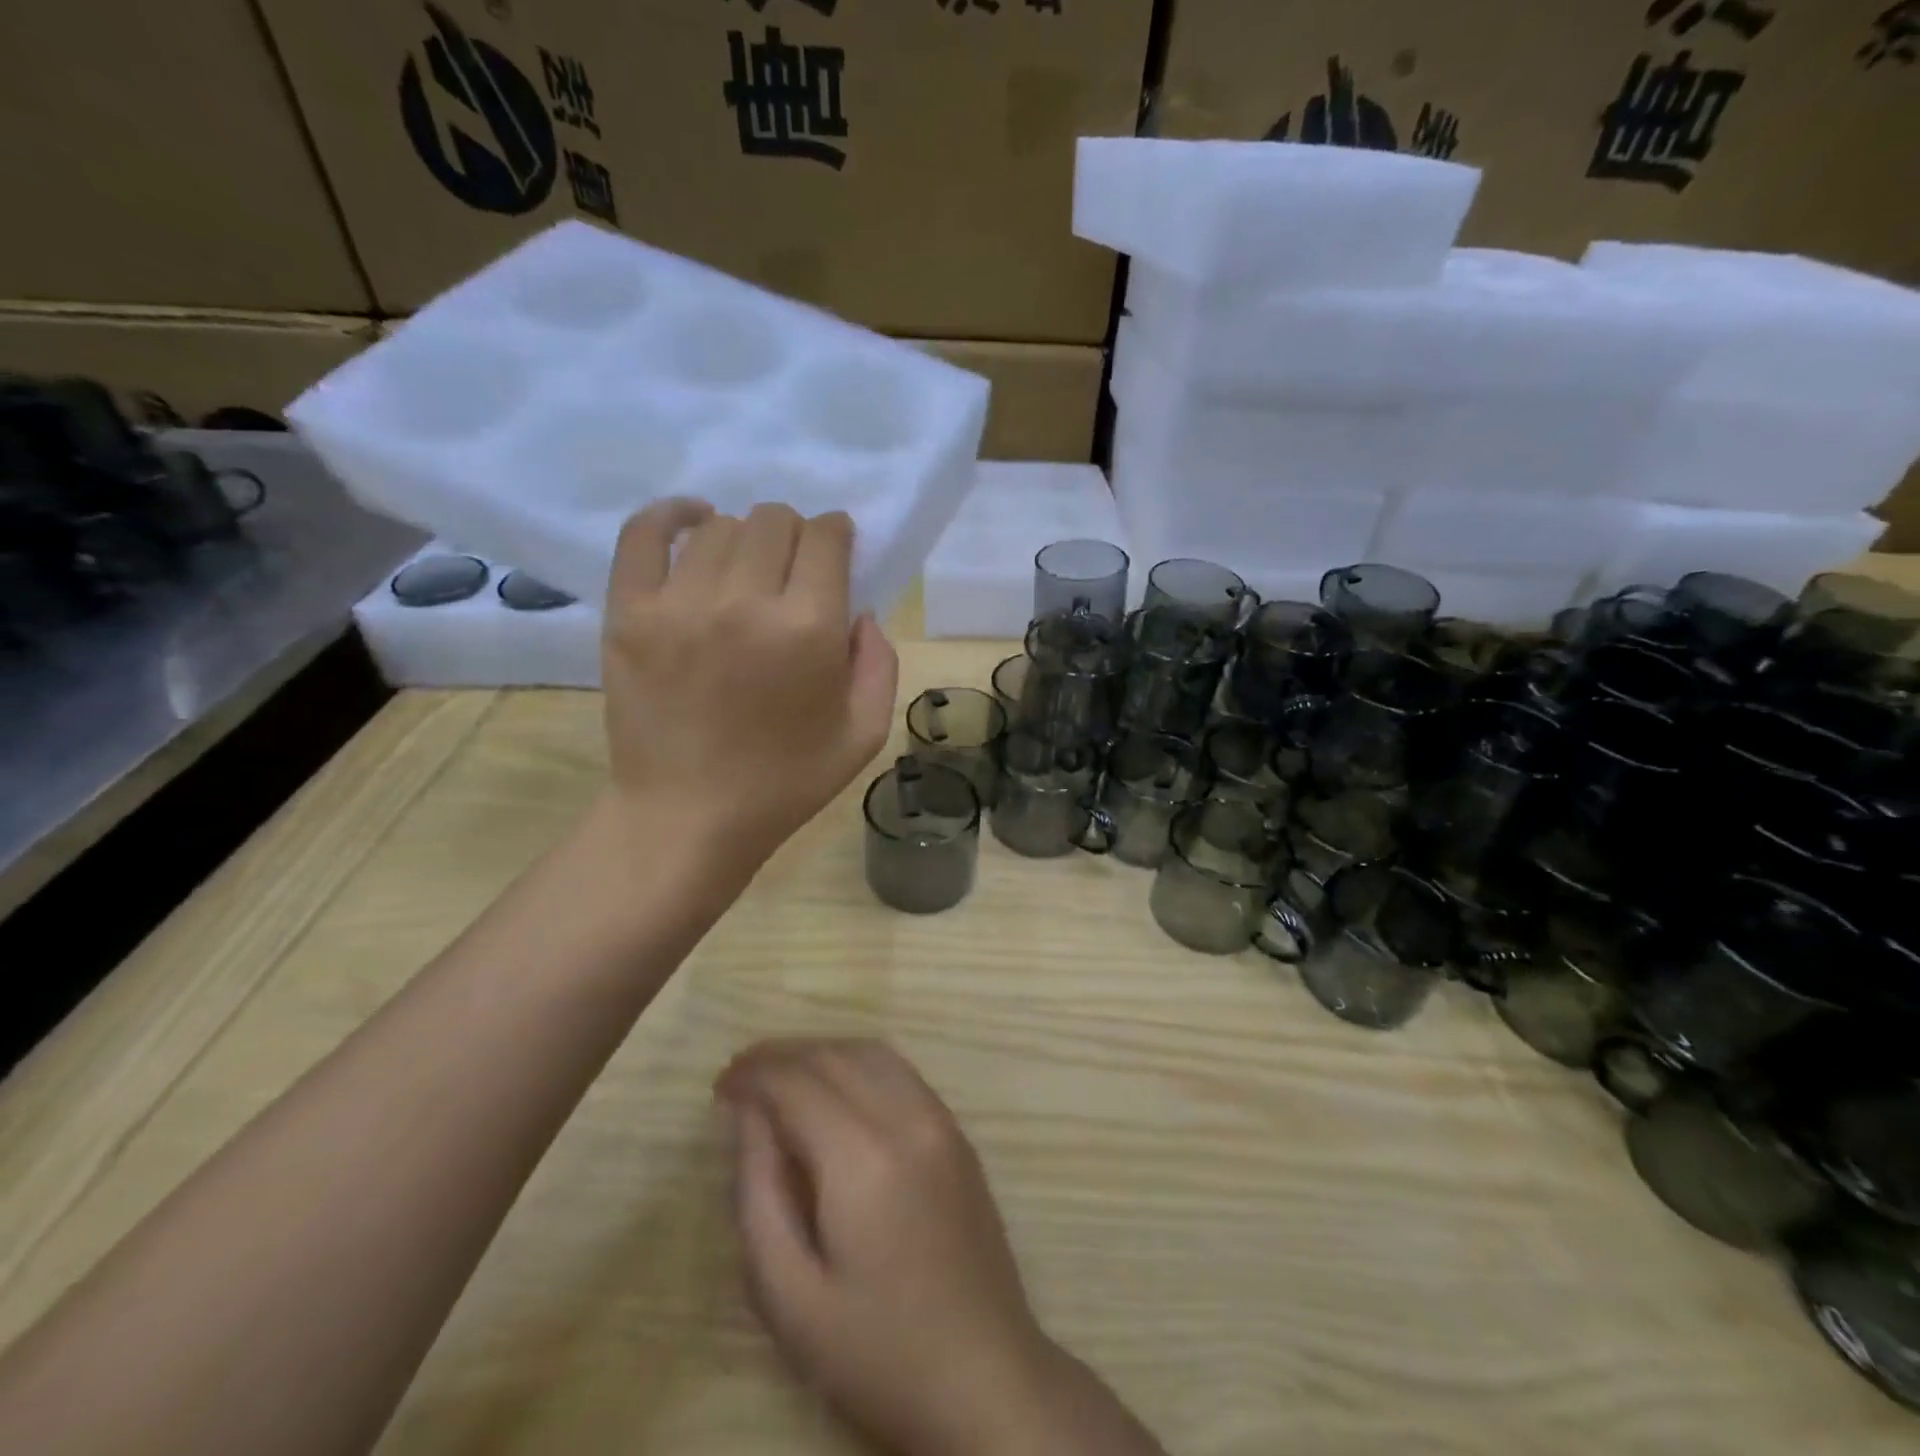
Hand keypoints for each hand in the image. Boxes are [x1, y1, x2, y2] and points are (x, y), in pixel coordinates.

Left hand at [601, 499, 897, 867]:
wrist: (688, 818)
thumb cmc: (785, 782)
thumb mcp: (864, 734)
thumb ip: (879, 662)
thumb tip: (858, 611)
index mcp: (808, 629)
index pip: (826, 538)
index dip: (838, 534)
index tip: (837, 551)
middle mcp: (745, 601)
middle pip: (774, 521)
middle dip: (796, 535)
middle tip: (793, 572)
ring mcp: (679, 603)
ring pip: (720, 527)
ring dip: (745, 539)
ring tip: (746, 572)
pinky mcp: (629, 613)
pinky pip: (644, 534)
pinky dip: (672, 515)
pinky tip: (693, 522)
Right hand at [714, 1040, 1060, 1455]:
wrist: (985, 1377)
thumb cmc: (876, 1352)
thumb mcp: (789, 1296)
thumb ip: (758, 1194)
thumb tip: (749, 1116)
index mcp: (864, 1157)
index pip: (798, 1080)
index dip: (753, 1073)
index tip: (719, 1087)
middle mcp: (907, 1118)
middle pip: (834, 1056)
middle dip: (781, 1057)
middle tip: (741, 1080)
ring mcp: (941, 1119)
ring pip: (871, 1052)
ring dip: (820, 1053)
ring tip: (781, 1080)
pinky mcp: (958, 1131)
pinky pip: (900, 1071)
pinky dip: (858, 1063)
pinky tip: (835, 1092)